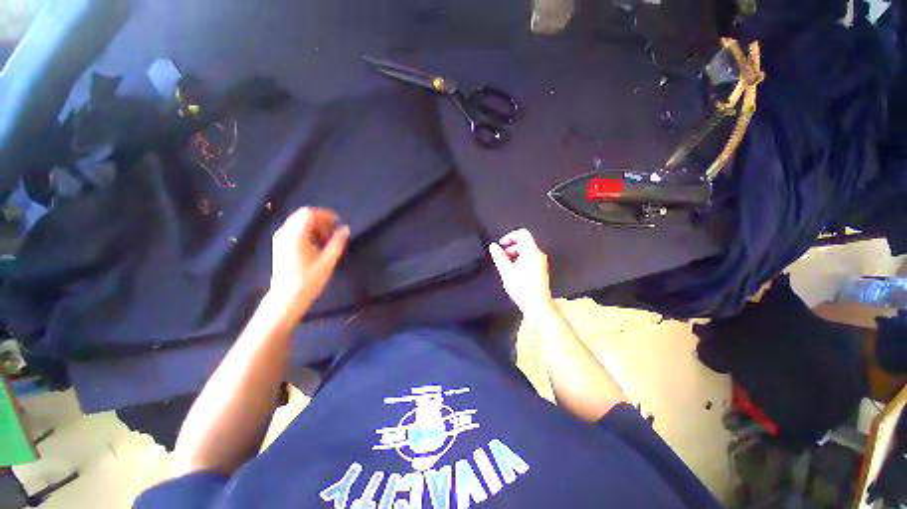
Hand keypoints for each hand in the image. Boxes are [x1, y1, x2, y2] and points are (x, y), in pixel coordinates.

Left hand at [270, 207, 349, 307]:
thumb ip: (337, 242)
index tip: (338, 223)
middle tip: (334, 233)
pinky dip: (308, 233)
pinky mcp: (280, 246)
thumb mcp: (328, 261)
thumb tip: (346, 229)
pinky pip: (295, 231)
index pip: (309, 213)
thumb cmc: (309, 279)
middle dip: (321, 221)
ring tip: (327, 241)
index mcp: (295, 234)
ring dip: (315, 227)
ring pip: (299, 223)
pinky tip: (317, 246)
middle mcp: (285, 232)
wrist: (287, 298)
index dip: (326, 214)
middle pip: (304, 216)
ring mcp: (280, 239)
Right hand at [489, 229, 554, 315]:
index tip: (501, 245)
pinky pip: (528, 258)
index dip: (509, 237)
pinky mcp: (540, 268)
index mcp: (531, 252)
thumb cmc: (523, 290)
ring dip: (514, 255)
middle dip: (510, 247)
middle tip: (502, 258)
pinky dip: (519, 260)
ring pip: (525, 250)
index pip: (522, 234)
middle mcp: (538, 255)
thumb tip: (493, 246)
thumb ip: (499, 257)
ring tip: (506, 267)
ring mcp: (540, 262)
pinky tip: (513, 272)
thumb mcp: (507, 272)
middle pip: (523, 242)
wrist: (538, 306)